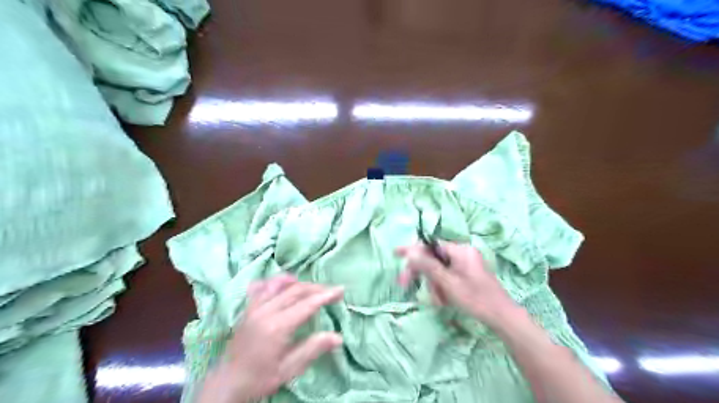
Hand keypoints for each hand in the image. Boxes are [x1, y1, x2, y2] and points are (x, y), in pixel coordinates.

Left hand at [195, 276, 341, 401]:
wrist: (227, 383)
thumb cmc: (260, 378)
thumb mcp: (289, 369)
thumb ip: (313, 349)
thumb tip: (338, 337)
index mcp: (277, 326)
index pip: (307, 304)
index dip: (326, 295)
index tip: (341, 289)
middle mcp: (265, 311)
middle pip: (296, 290)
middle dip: (317, 288)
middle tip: (332, 291)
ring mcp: (253, 307)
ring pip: (279, 284)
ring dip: (298, 282)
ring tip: (311, 287)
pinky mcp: (247, 308)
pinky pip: (261, 287)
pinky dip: (274, 282)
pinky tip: (282, 284)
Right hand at [396, 240, 520, 327]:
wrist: (502, 316)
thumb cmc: (475, 298)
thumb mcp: (448, 282)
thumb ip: (428, 266)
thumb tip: (410, 252)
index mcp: (460, 250)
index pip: (430, 245)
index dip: (412, 250)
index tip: (396, 253)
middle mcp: (462, 253)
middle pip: (433, 258)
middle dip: (423, 274)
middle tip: (406, 284)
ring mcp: (465, 263)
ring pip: (439, 270)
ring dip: (433, 284)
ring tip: (438, 300)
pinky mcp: (467, 274)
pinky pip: (447, 276)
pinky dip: (442, 287)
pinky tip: (444, 300)